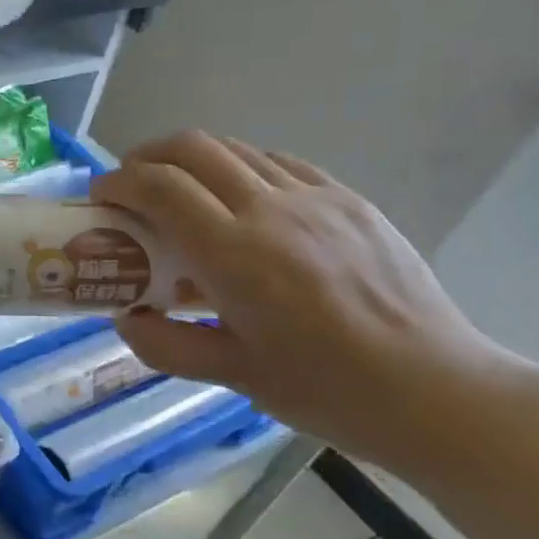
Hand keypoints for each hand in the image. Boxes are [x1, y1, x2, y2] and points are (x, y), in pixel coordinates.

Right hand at [93, 132, 523, 468]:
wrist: (437, 390)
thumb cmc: (326, 391)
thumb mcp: (233, 376)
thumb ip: (166, 345)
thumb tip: (125, 317)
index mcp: (236, 256)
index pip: (161, 188)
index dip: (120, 182)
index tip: (101, 196)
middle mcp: (272, 211)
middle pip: (194, 148)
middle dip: (148, 155)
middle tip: (131, 183)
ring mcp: (317, 199)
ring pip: (237, 148)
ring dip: (194, 159)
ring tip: (180, 190)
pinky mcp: (350, 200)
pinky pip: (280, 163)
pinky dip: (241, 167)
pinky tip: (240, 198)